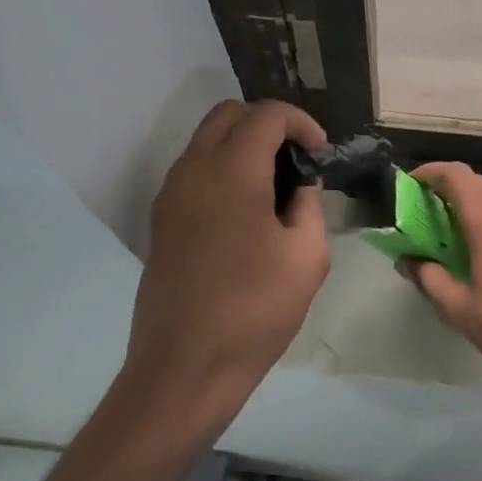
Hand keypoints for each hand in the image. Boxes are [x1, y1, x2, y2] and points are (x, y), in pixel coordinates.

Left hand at [118, 100, 331, 441]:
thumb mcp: (307, 257)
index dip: (301, 123)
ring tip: (275, 187)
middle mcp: (193, 170)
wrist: (185, 366)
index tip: (320, 153)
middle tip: (297, 160)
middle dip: (267, 124)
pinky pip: (194, 172)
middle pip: (228, 115)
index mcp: (232, 172)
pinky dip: (222, 170)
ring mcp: (170, 195)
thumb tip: (298, 187)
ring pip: (206, 142)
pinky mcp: (161, 221)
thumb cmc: (255, 310)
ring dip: (242, 146)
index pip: (266, 114)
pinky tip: (246, 212)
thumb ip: (308, 206)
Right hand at [401, 162, 481, 392]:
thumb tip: (409, 261)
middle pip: (479, 183)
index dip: (430, 172)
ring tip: (459, 236)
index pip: (457, 175)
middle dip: (449, 191)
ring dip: (476, 207)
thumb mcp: (458, 309)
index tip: (411, 186)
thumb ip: (428, 279)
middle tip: (429, 216)